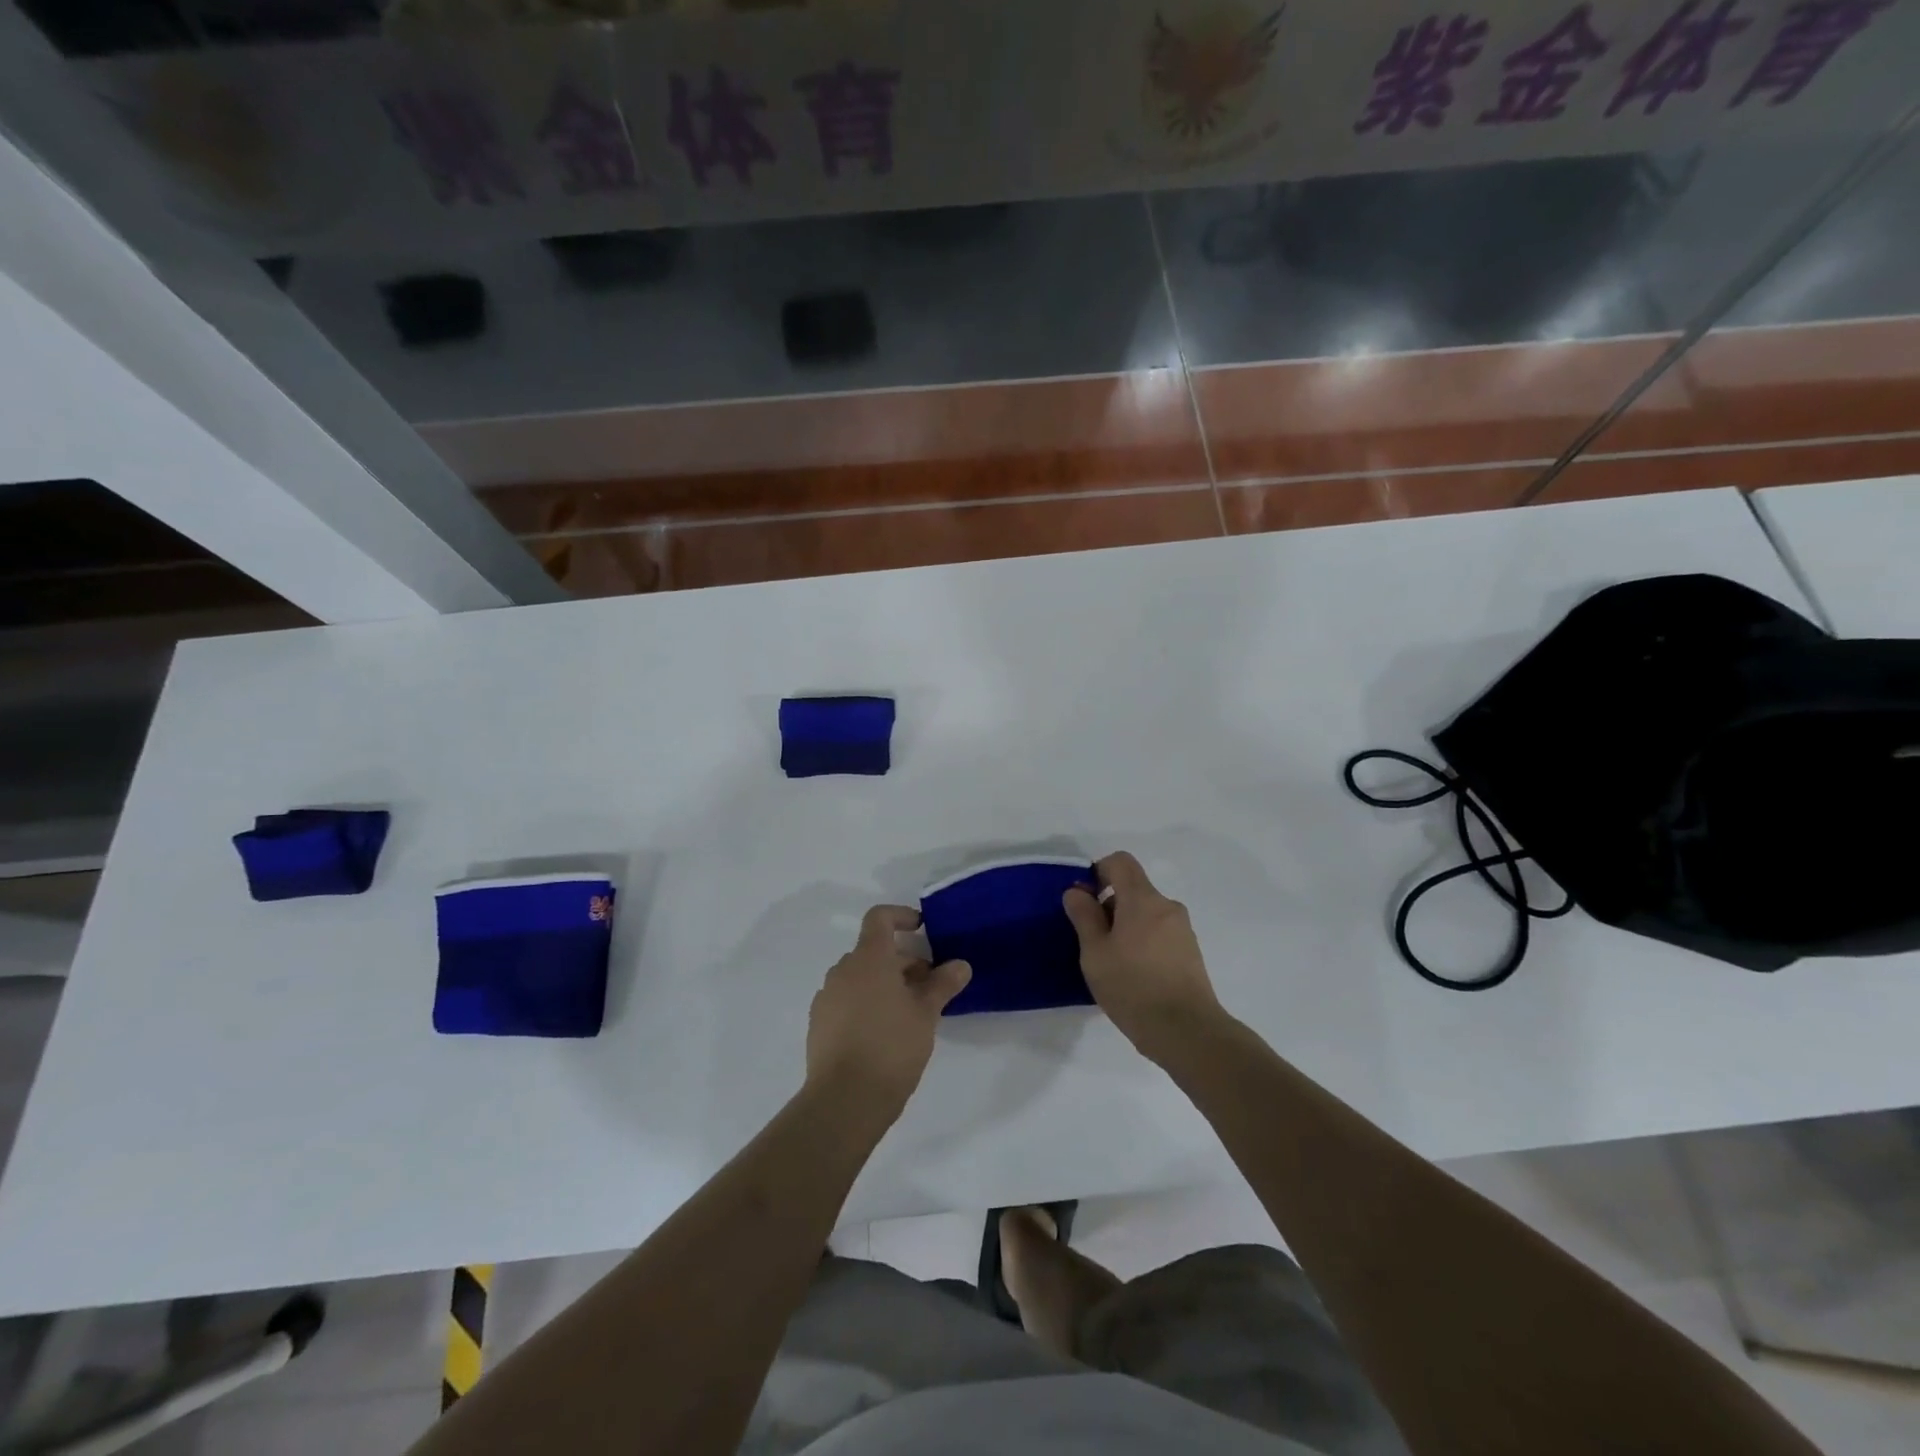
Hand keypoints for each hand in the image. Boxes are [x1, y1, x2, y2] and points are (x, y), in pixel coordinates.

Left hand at [805, 905, 970, 1119]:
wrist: (844, 1100)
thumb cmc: (891, 1047)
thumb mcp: (926, 1014)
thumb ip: (942, 984)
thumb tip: (960, 965)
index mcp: (868, 958)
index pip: (879, 918)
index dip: (901, 916)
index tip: (922, 929)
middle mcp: (842, 970)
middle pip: (873, 951)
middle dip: (902, 961)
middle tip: (929, 986)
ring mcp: (827, 997)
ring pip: (860, 977)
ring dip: (884, 984)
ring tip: (910, 1012)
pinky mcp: (819, 1024)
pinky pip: (846, 1000)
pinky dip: (866, 1003)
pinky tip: (884, 1033)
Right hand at [1064, 852, 1224, 1061]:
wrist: (1186, 1031)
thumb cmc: (1133, 987)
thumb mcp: (1095, 953)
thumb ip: (1084, 916)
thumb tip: (1077, 891)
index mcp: (1143, 899)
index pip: (1120, 862)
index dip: (1098, 871)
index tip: (1085, 900)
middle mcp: (1167, 906)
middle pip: (1134, 888)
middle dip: (1110, 905)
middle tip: (1093, 941)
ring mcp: (1183, 930)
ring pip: (1147, 913)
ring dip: (1126, 926)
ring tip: (1113, 963)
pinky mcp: (1191, 952)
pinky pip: (1160, 933)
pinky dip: (1143, 941)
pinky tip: (1134, 975)